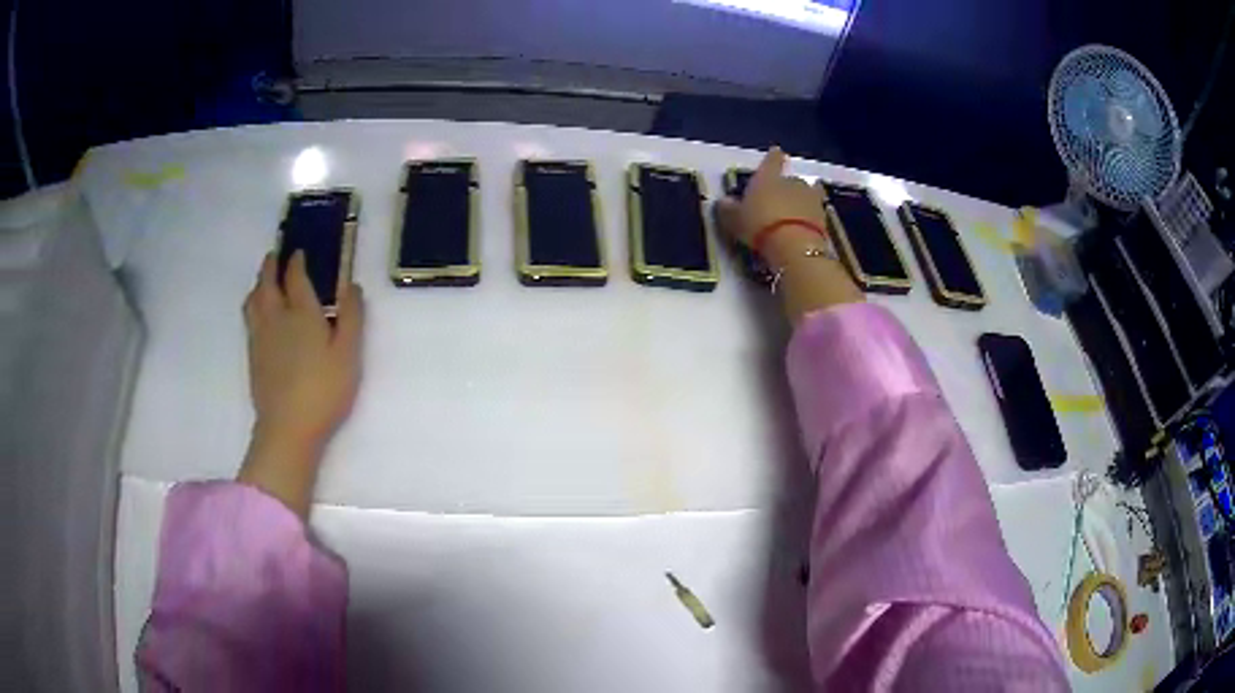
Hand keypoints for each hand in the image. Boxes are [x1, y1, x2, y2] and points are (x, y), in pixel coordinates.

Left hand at [238, 251, 363, 516]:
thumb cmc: (323, 391)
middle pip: (267, 282)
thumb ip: (351, 316)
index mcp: (301, 313)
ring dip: (258, 284)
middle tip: (275, 255)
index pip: (295, 276)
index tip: (299, 251)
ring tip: (264, 280)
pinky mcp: (253, 355)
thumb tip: (351, 284)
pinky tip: (258, 313)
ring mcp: (260, 336)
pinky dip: (253, 305)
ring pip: (253, 299)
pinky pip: (249, 318)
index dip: (297, 261)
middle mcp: (276, 317)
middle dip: (271, 265)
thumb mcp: (349, 354)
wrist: (288, 428)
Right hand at [715, 147, 829, 264]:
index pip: (772, 160)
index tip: (777, 152)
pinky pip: (813, 214)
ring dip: (800, 203)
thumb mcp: (733, 219)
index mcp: (768, 177)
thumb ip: (727, 209)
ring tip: (793, 216)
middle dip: (785, 189)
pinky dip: (808, 219)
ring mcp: (810, 199)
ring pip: (805, 196)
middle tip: (777, 202)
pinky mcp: (823, 218)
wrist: (794, 246)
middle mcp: (791, 182)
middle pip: (789, 180)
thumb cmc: (758, 225)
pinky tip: (802, 229)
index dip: (773, 157)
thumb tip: (724, 202)